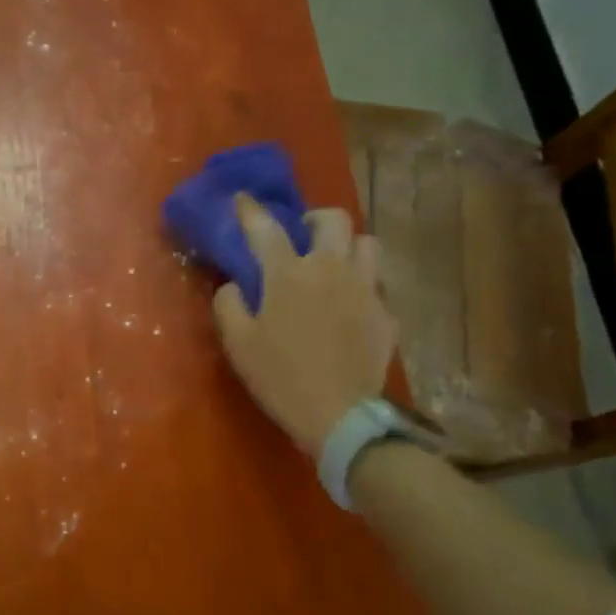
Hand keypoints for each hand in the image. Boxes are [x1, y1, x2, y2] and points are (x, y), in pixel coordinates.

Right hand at [212, 194, 397, 454]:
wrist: (339, 416)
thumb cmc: (280, 376)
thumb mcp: (238, 344)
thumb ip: (229, 305)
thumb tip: (234, 285)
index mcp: (288, 274)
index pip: (265, 228)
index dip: (250, 210)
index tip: (242, 198)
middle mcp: (330, 269)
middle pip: (333, 219)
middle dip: (315, 219)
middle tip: (302, 236)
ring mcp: (365, 289)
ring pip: (367, 244)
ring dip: (348, 247)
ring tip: (334, 265)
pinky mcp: (386, 314)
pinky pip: (377, 286)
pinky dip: (362, 288)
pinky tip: (350, 309)